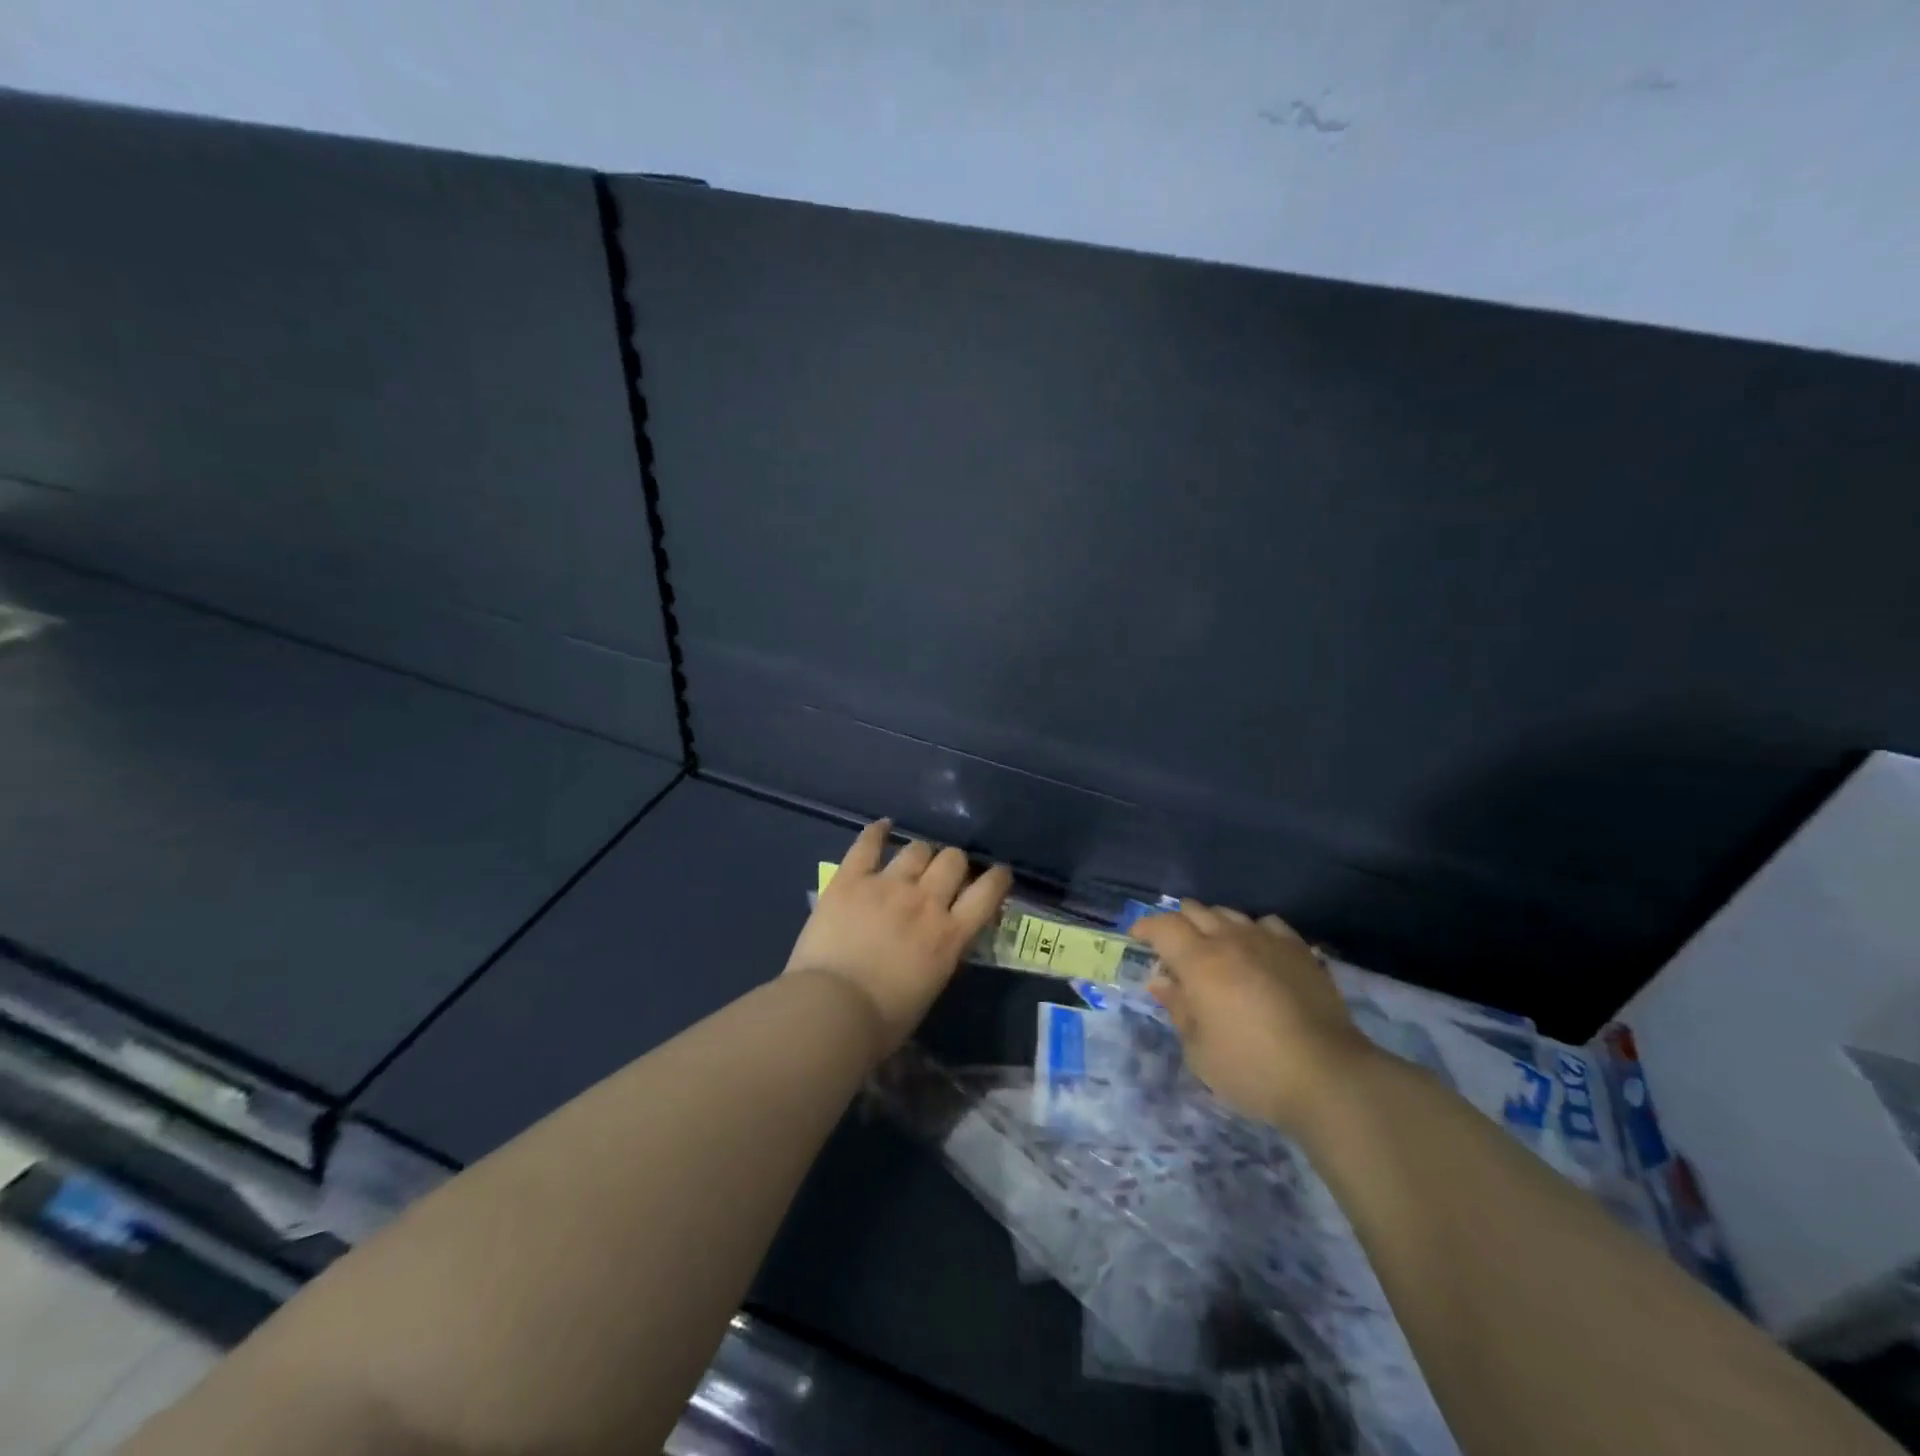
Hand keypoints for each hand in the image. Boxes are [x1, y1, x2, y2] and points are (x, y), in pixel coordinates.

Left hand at [784, 820, 1011, 1056]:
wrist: (831, 1011)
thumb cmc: (882, 1020)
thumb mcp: (930, 988)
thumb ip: (940, 955)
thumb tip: (940, 941)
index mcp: (949, 935)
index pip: (988, 893)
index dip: (997, 878)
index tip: (998, 874)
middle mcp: (925, 901)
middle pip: (953, 860)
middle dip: (953, 864)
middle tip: (942, 875)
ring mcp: (887, 885)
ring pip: (917, 848)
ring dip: (920, 854)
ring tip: (912, 861)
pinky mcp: (851, 879)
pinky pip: (868, 844)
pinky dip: (877, 831)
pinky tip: (882, 826)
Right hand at [1133, 903, 1373, 1134]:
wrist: (1329, 1076)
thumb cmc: (1252, 1069)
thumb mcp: (1199, 1050)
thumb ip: (1178, 1009)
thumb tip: (1161, 981)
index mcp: (1199, 961)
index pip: (1163, 926)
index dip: (1146, 927)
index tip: (1137, 937)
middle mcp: (1231, 940)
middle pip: (1196, 910)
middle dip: (1177, 921)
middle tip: (1171, 945)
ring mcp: (1269, 941)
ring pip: (1230, 914)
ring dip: (1213, 924)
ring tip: (1212, 947)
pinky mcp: (1300, 951)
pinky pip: (1267, 924)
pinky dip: (1252, 930)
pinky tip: (1256, 951)